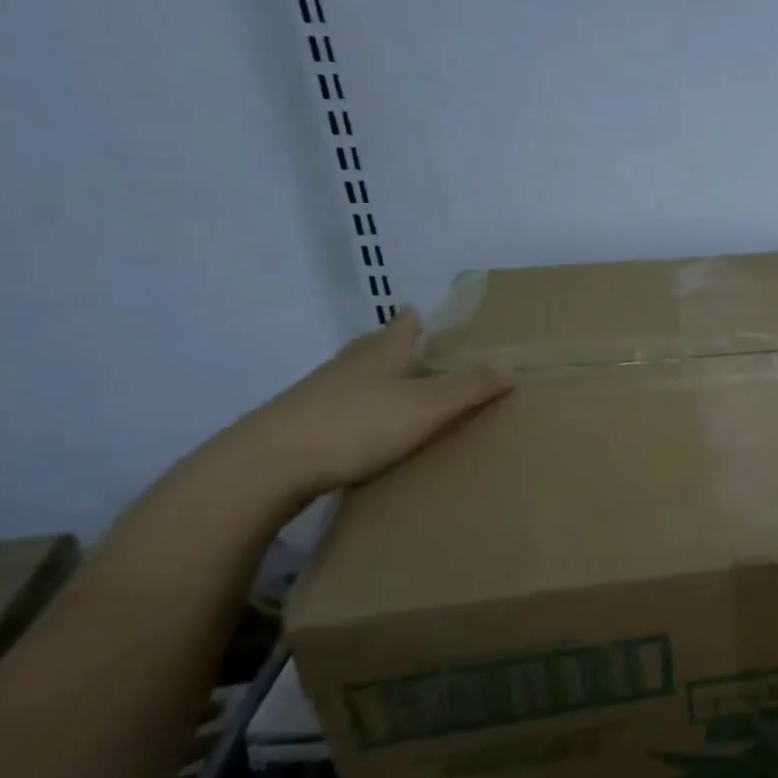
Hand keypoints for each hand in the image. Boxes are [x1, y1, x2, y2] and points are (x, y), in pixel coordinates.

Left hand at [213, 310, 510, 507]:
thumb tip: (509, 370)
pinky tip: (362, 429)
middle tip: (411, 347)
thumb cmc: (356, 426)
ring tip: (392, 388)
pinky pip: (337, 408)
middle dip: (391, 344)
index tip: (421, 312)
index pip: (401, 327)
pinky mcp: (299, 425)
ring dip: (373, 377)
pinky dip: (355, 410)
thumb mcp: (425, 406)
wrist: (268, 465)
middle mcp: (347, 366)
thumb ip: (469, 388)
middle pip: (372, 346)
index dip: (414, 319)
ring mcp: (318, 395)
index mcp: (380, 354)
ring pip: (353, 376)